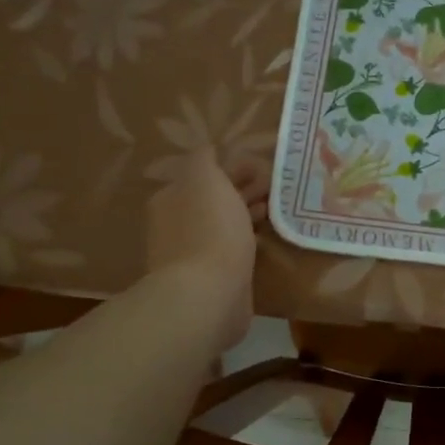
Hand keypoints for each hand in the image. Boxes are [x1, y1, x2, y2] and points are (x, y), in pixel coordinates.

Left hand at [144, 148, 265, 352]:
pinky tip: (264, 242)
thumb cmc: (208, 230)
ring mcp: (192, 256)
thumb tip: (208, 150)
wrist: (208, 295)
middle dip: (242, 191)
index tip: (262, 167)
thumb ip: (204, 159)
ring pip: (223, 226)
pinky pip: (230, 252)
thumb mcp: (205, 178)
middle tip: (274, 188)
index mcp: (170, 199)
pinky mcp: (211, 280)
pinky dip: (247, 242)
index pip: (201, 175)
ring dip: (246, 215)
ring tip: (275, 212)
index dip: (232, 168)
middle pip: (213, 201)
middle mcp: (175, 226)